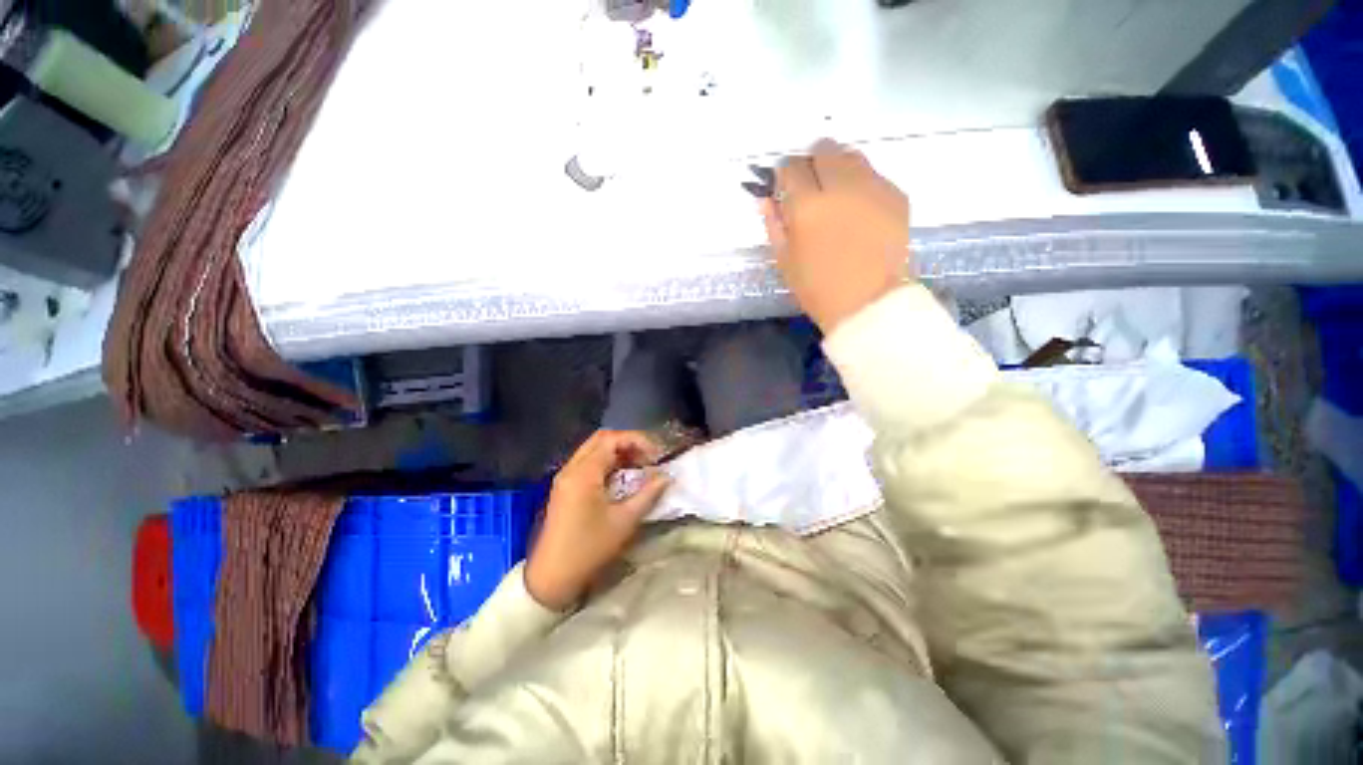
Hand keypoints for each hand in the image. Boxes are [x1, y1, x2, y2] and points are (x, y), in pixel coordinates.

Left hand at [525, 430, 671, 609]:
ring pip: (594, 449)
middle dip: (628, 443)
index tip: (656, 455)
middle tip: (648, 458)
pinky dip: (607, 463)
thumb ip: (648, 494)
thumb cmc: (589, 548)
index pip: (612, 439)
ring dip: (618, 452)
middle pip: (601, 439)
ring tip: (639, 466)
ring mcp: (565, 477)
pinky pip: (588, 462)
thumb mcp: (624, 521)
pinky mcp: (565, 487)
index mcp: (584, 473)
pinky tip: (622, 477)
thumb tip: (666, 477)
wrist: (551, 578)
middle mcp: (571, 468)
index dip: (638, 441)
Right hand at [761, 139, 910, 332]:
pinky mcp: (896, 194)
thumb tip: (766, 198)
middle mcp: (840, 186)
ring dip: (837, 167)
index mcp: (807, 206)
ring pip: (851, 155)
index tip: (785, 186)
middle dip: (812, 163)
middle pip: (823, 150)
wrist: (868, 302)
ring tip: (836, 195)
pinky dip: (861, 183)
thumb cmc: (818, 289)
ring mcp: (872, 187)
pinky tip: (859, 209)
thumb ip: (774, 224)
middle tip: (811, 187)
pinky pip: (873, 175)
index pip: (790, 167)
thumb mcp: (785, 260)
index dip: (785, 174)